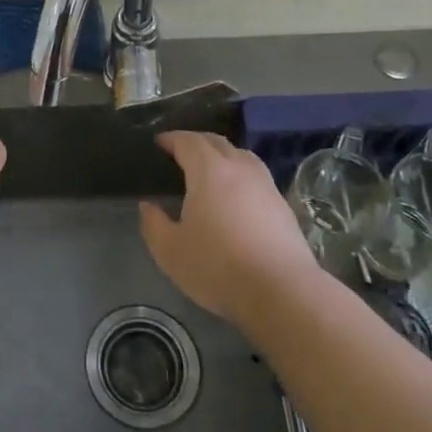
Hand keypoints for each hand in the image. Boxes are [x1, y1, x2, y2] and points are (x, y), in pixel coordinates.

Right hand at [138, 130, 320, 321]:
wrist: (282, 293)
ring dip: (222, 154)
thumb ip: (154, 224)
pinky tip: (235, 196)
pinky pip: (256, 176)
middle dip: (196, 141)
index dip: (171, 139)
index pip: (188, 141)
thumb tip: (148, 206)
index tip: (159, 143)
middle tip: (180, 152)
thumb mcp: (170, 251)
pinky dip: (240, 174)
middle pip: (216, 142)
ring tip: (209, 170)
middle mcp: (239, 168)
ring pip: (241, 155)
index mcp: (209, 171)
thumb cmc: (218, 267)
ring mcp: (265, 185)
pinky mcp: (282, 205)